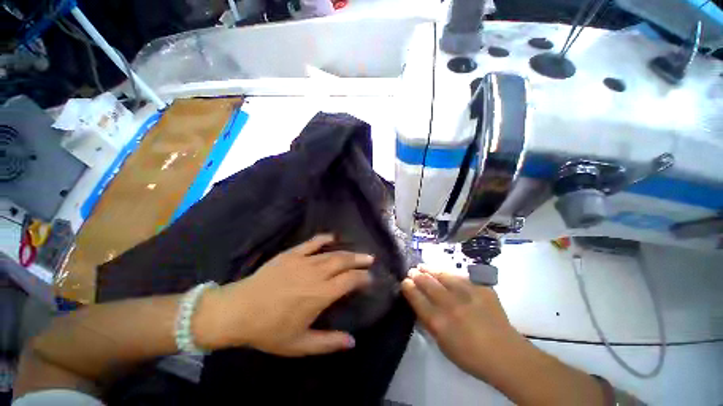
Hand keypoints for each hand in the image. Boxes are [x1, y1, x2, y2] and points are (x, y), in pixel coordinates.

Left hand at [197, 234, 373, 355]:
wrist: (238, 311)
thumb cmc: (269, 330)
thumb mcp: (300, 345)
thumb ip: (328, 343)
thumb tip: (353, 342)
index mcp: (321, 294)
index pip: (350, 280)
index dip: (363, 277)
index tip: (370, 278)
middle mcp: (316, 274)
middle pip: (344, 262)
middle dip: (360, 260)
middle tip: (370, 259)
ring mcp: (303, 261)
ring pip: (332, 253)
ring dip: (347, 252)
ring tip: (358, 253)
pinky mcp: (291, 254)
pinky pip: (312, 243)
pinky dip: (324, 239)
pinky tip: (332, 237)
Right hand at [401, 264, 525, 379]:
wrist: (505, 354)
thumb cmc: (470, 355)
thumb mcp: (442, 344)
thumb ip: (429, 322)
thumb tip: (419, 304)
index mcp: (439, 322)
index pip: (417, 298)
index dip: (408, 287)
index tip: (404, 281)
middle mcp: (450, 304)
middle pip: (427, 283)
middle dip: (417, 275)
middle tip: (412, 270)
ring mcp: (467, 294)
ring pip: (443, 275)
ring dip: (430, 269)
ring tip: (423, 266)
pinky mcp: (481, 288)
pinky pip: (461, 276)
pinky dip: (450, 274)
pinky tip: (445, 273)